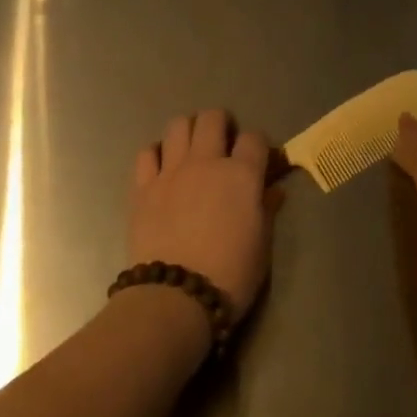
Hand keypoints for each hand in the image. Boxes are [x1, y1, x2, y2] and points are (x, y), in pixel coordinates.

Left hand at [129, 109, 278, 325]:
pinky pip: (147, 153)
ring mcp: (171, 171)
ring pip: (178, 125)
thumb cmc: (230, 275)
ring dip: (189, 130)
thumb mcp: (261, 245)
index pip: (254, 138)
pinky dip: (157, 153)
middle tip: (223, 143)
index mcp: (242, 175)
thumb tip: (273, 191)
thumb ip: (266, 210)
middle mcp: (206, 162)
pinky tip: (163, 166)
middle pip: (213, 118)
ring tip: (192, 149)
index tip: (259, 159)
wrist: (176, 297)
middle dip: (222, 124)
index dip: (258, 145)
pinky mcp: (143, 187)